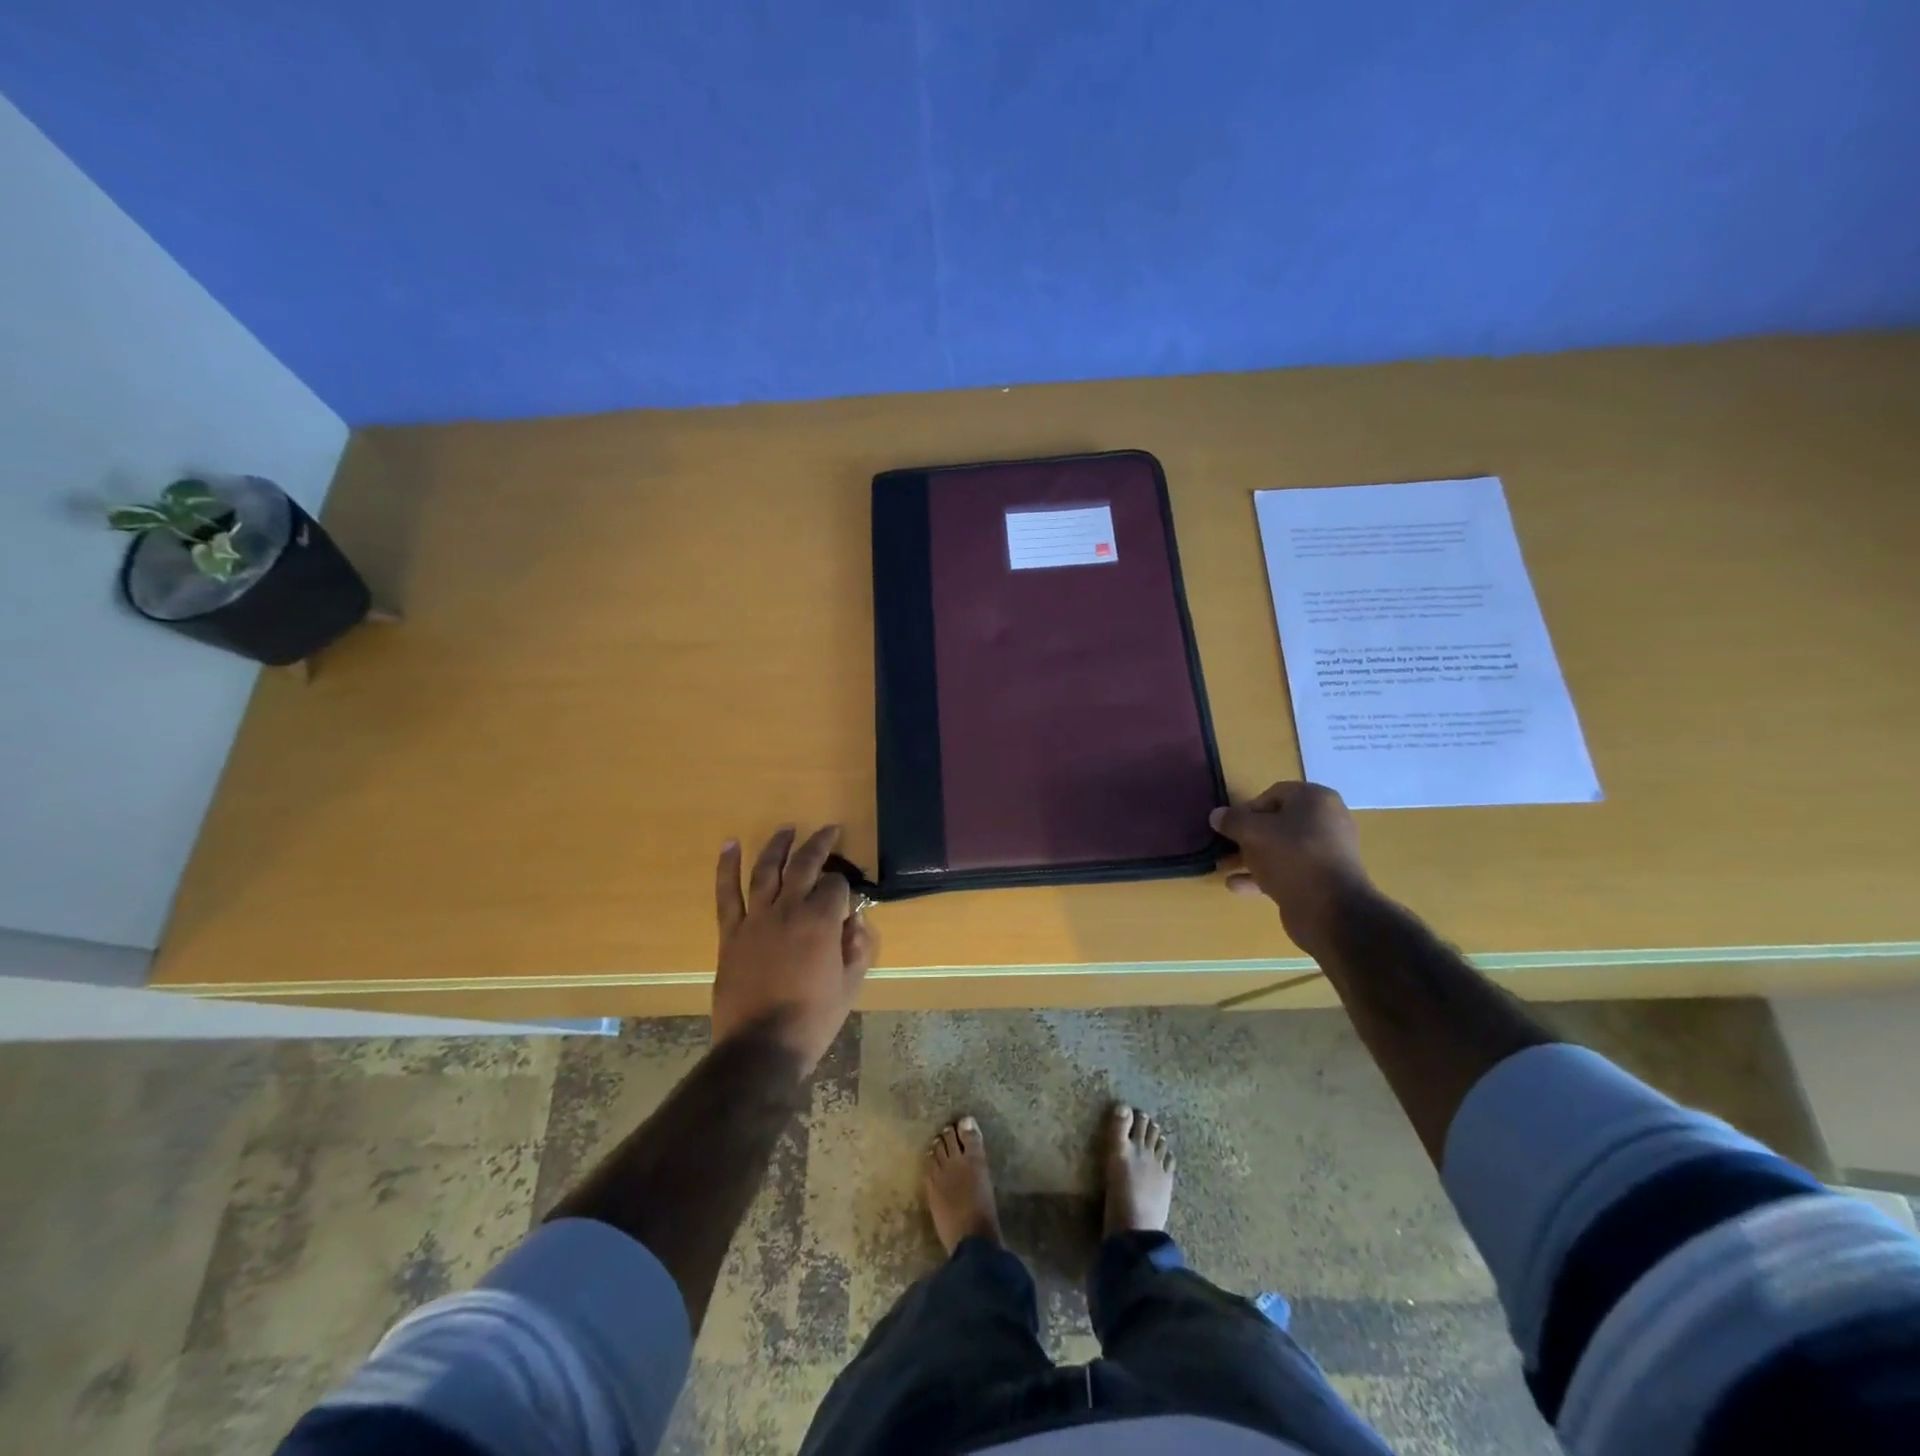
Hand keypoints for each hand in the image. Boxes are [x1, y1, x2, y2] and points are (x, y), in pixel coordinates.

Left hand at [712, 825, 876, 1071]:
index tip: (846, 897)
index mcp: (822, 921)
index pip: (836, 885)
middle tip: (829, 829)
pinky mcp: (731, 933)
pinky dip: (727, 867)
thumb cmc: (813, 1019)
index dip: (844, 886)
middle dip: (819, 843)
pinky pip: (727, 894)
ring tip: (787, 828)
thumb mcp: (850, 985)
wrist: (762, 1046)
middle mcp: (789, 909)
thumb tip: (855, 920)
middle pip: (805, 864)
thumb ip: (857, 947)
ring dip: (778, 845)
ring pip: (767, 870)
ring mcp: (756, 918)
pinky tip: (730, 844)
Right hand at [1210, 782, 1373, 956]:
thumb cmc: (1292, 856)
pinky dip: (1262, 876)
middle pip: (1276, 823)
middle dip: (1245, 836)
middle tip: (1223, 847)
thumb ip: (1232, 821)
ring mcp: (1325, 853)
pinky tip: (1236, 886)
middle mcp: (1325, 822)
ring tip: (1223, 867)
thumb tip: (1217, 815)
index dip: (1247, 809)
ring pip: (1279, 849)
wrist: (1331, 909)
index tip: (1229, 826)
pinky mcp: (1321, 880)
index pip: (1274, 794)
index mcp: (1315, 800)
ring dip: (1250, 857)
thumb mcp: (1253, 832)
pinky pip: (1286, 871)